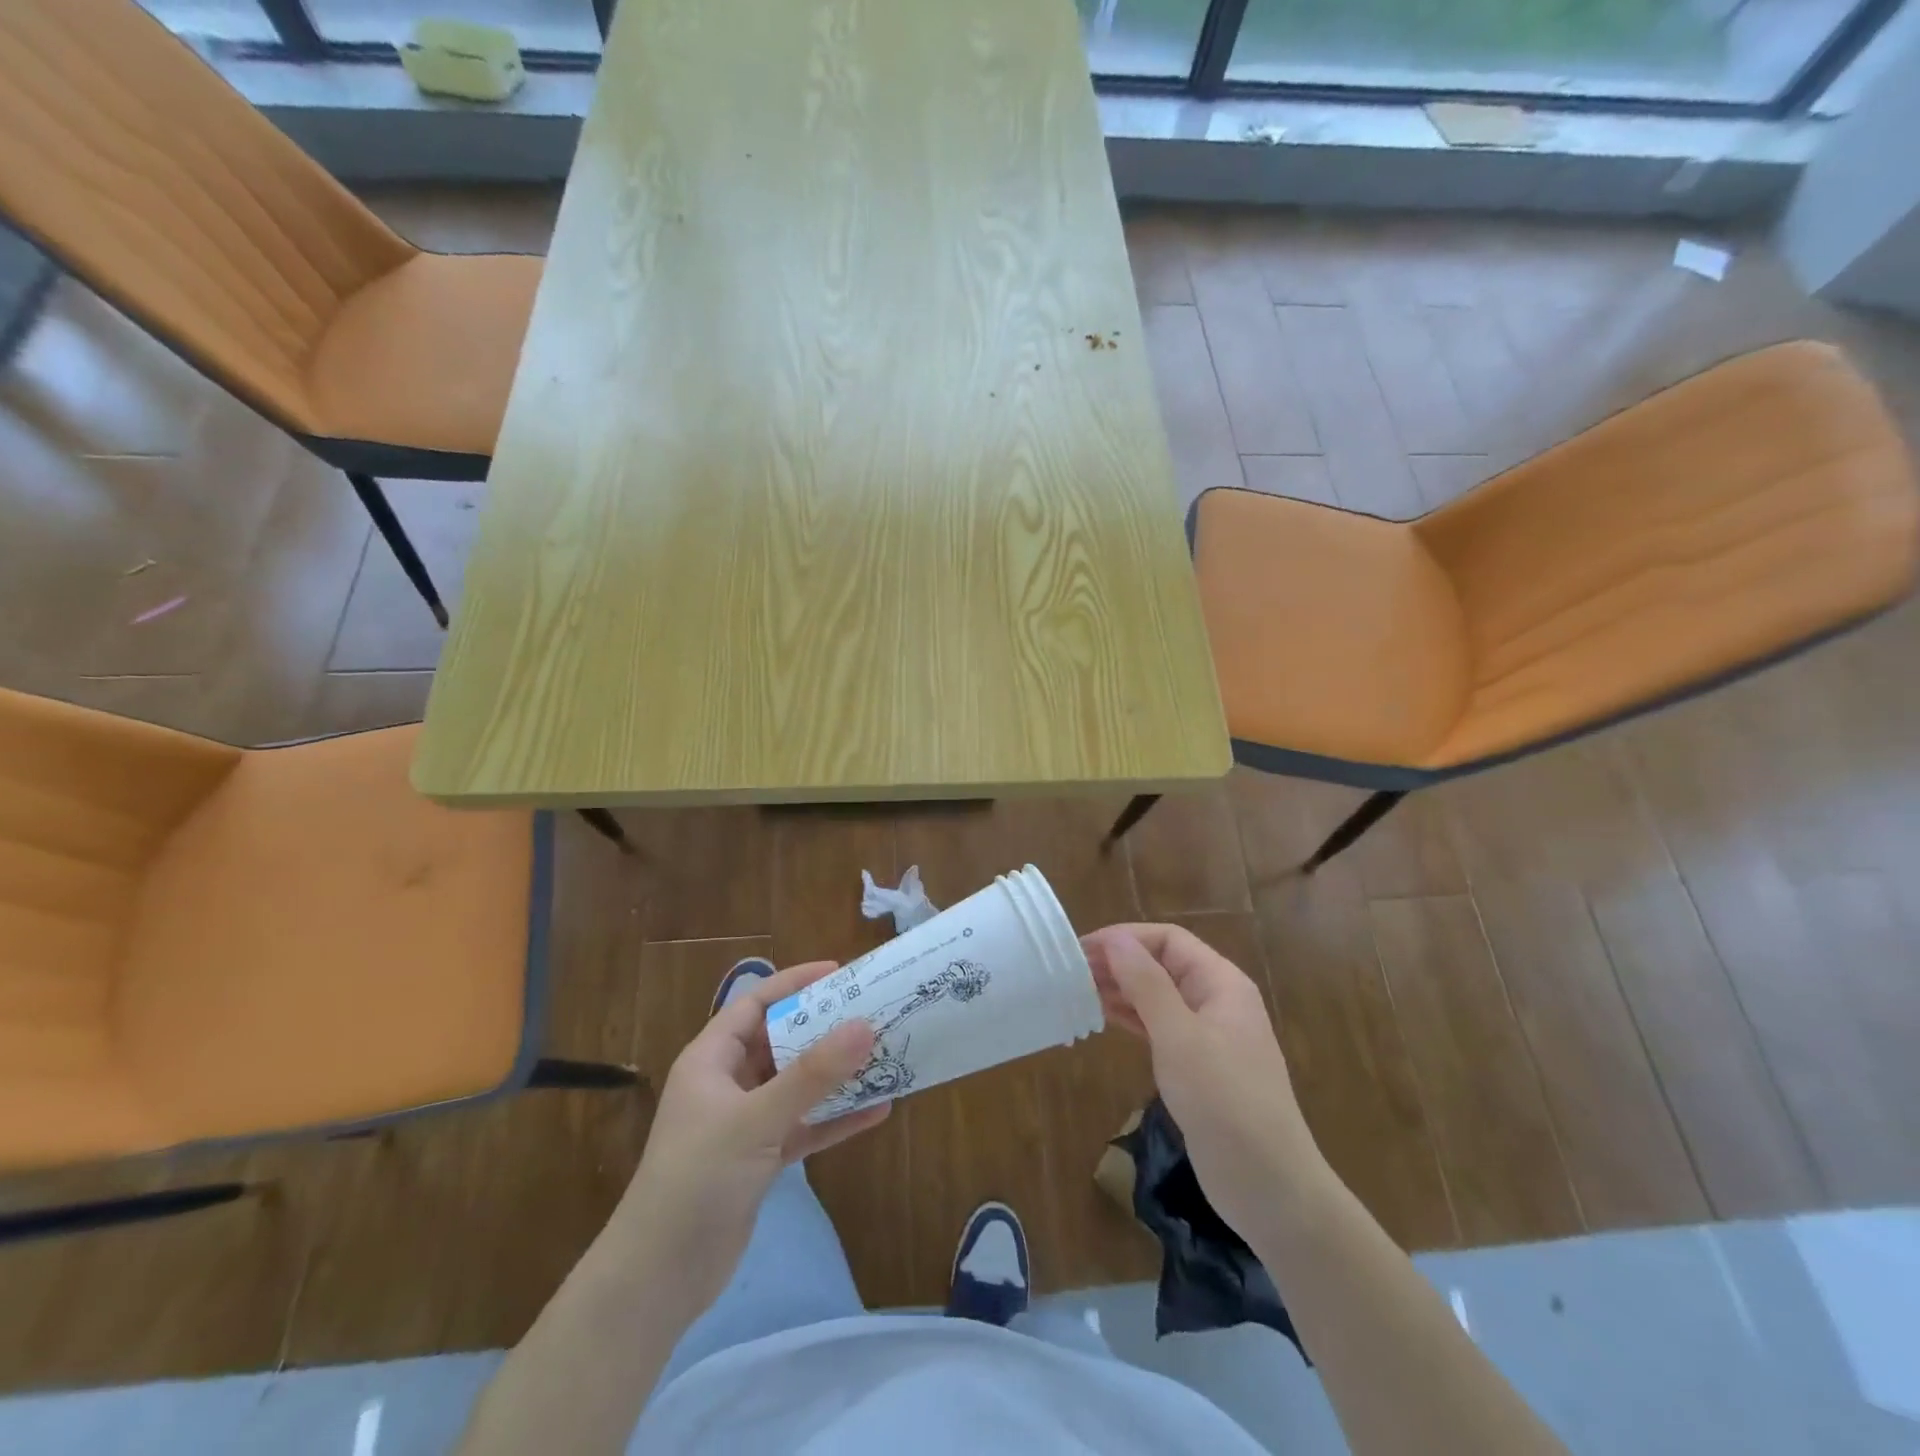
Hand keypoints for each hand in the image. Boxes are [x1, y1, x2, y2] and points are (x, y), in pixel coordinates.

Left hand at [612, 960, 888, 1316]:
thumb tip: (865, 1025)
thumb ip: (813, 1075)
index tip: (840, 972)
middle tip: (872, 1012)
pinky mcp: (760, 1158)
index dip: (795, 983)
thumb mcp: (757, 1119)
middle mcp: (728, 1082)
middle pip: (782, 1041)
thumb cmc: (698, 1179)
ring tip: (884, 1055)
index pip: (755, 1004)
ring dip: (836, 1074)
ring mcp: (745, 1122)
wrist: (659, 1279)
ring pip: (798, 1084)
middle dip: (825, 1028)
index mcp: (712, 1059)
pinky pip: (804, 1125)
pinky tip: (876, 1111)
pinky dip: (835, 1118)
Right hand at [1082, 924, 1326, 1239]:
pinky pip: (1158, 1027)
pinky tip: (1101, 1019)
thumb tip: (1116, 939)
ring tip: (1076, 993)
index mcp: (1221, 983)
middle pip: (1161, 965)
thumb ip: (1146, 984)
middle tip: (1070, 973)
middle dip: (1118, 964)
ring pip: (1156, 996)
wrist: (1268, 1186)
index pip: (1168, 940)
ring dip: (1120, 991)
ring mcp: (1207, 1035)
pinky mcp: (1196, 1066)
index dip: (1125, 938)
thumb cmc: (1224, 1101)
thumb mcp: (1179, 1036)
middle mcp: (1215, 1000)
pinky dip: (1130, 1020)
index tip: (1082, 949)